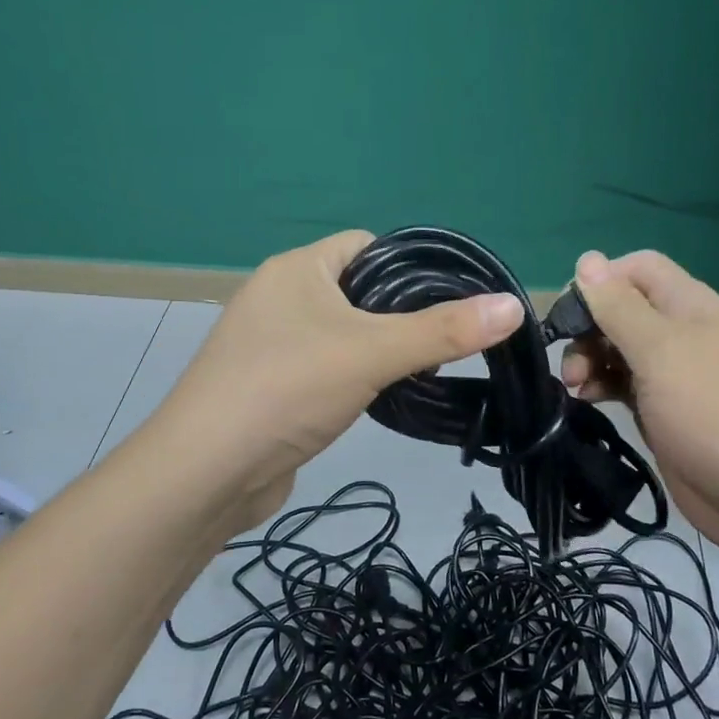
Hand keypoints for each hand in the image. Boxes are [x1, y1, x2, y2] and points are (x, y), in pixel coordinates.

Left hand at [138, 231, 524, 532]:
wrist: (205, 473)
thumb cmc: (286, 389)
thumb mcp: (371, 353)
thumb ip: (442, 330)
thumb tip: (513, 306)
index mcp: (298, 268)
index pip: (367, 244)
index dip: (412, 265)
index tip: (454, 299)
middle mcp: (280, 296)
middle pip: (358, 289)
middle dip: (402, 313)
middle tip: (446, 343)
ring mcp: (272, 343)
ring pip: (343, 332)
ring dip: (379, 349)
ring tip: (423, 371)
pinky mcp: (271, 384)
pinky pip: (325, 366)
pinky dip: (354, 376)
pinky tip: (380, 399)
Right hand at [561, 250, 718, 566]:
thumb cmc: (713, 410)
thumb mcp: (660, 350)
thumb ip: (619, 306)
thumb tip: (587, 259)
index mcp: (687, 305)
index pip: (636, 268)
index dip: (601, 281)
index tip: (570, 313)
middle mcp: (679, 332)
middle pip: (621, 309)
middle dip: (588, 328)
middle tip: (571, 362)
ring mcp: (671, 374)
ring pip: (617, 349)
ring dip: (589, 359)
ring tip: (576, 386)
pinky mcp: (662, 411)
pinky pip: (621, 385)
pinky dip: (600, 387)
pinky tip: (586, 402)